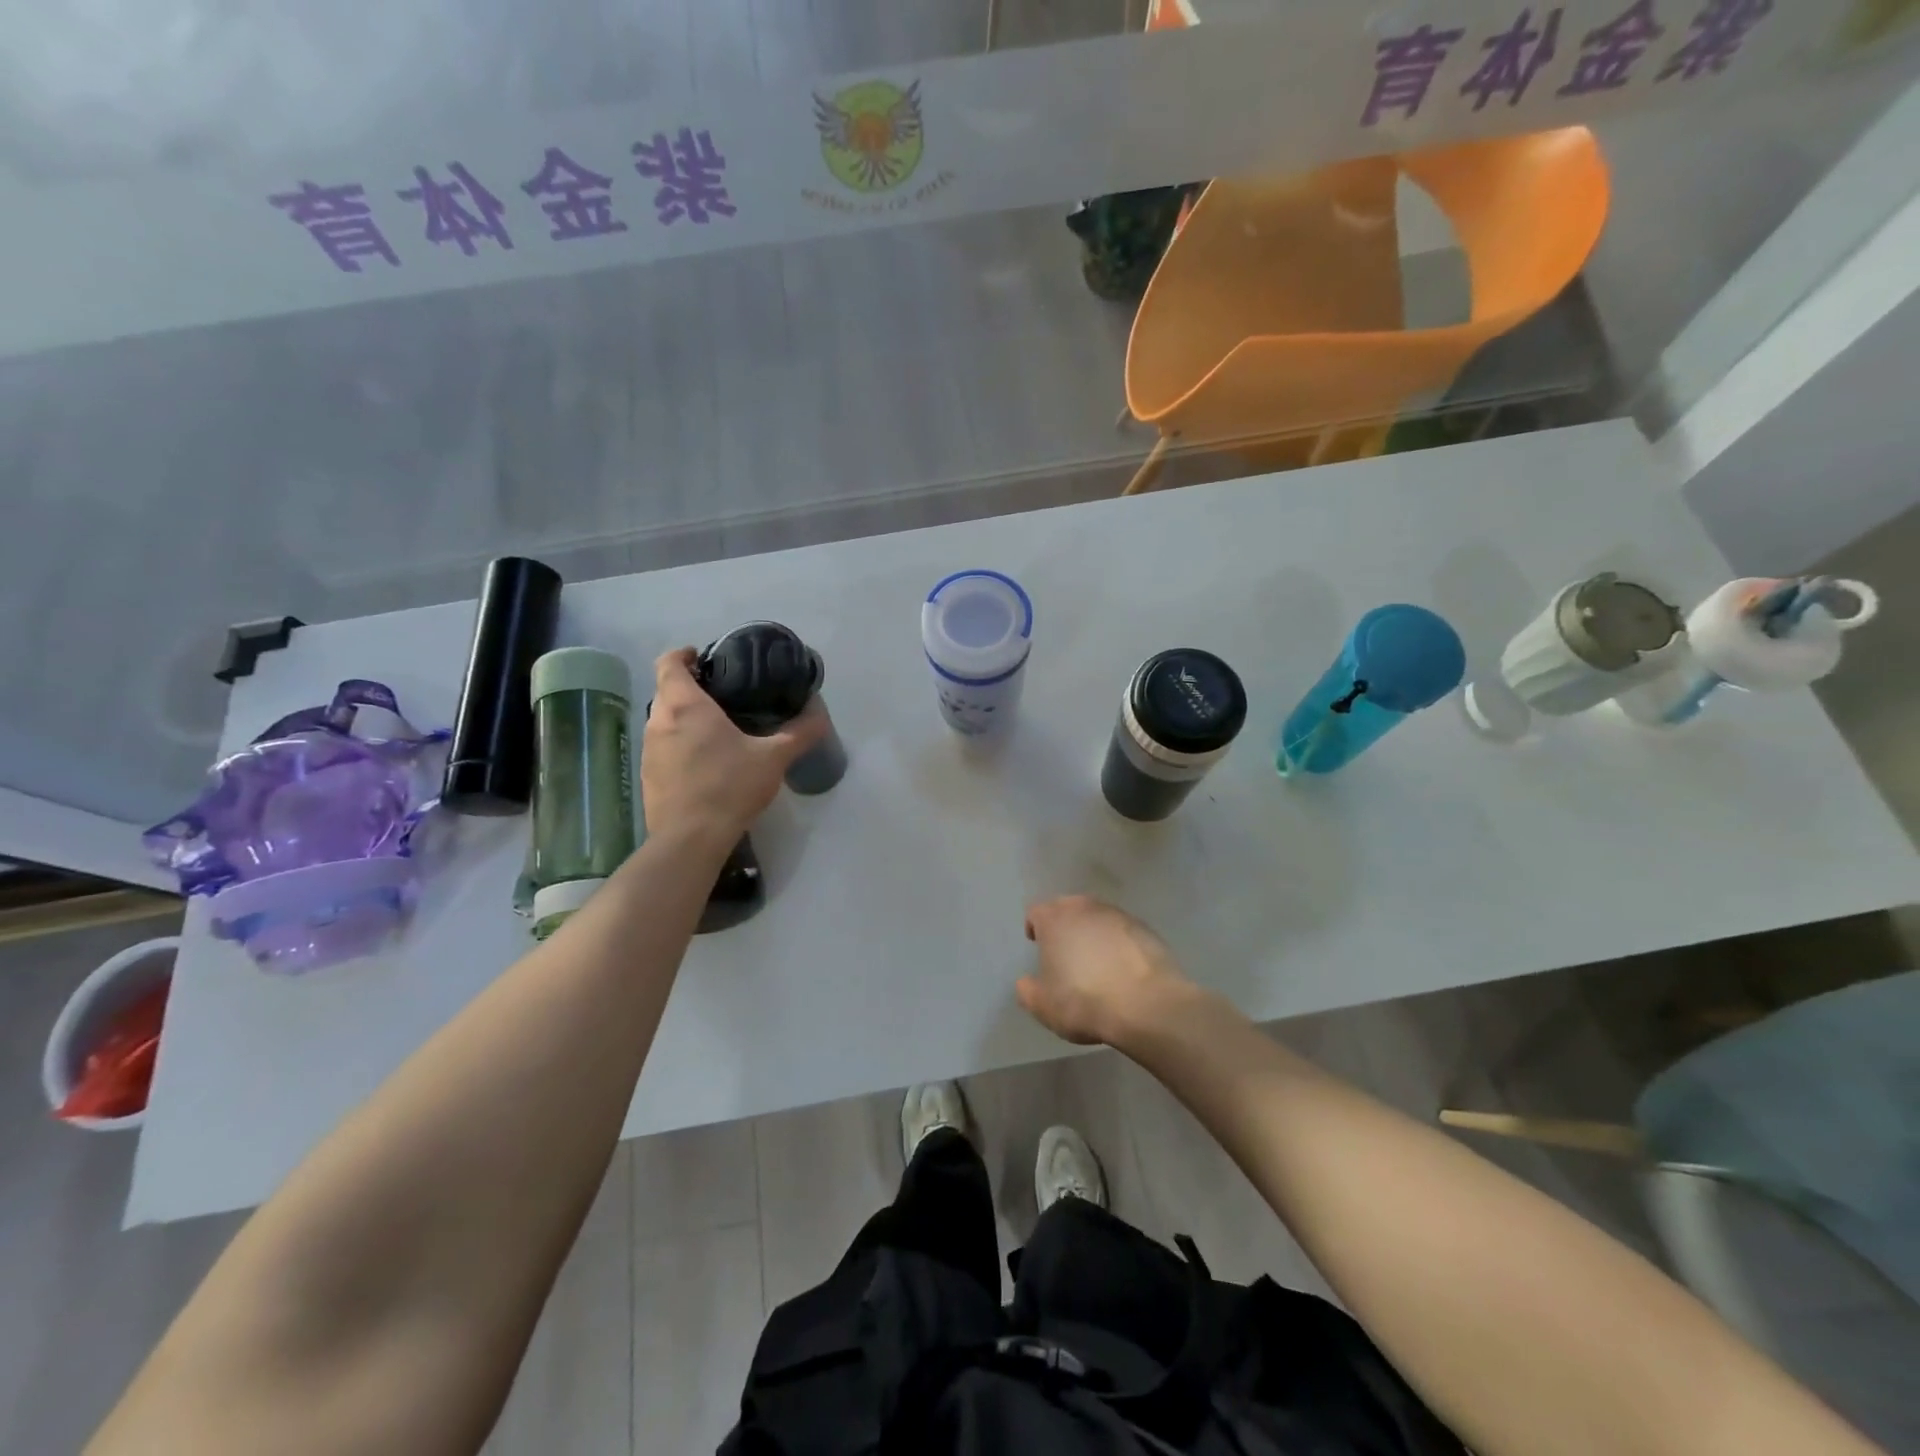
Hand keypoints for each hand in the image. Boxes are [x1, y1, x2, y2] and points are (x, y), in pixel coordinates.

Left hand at [640, 649, 828, 847]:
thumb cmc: (730, 787)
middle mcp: (659, 722)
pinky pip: (662, 748)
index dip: (682, 655)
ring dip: (681, 718)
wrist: (691, 838)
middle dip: (687, 687)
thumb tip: (820, 714)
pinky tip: (703, 763)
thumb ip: (799, 733)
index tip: (701, 657)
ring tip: (713, 729)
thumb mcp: (773, 758)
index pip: (669, 663)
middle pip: (665, 691)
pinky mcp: (647, 777)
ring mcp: (648, 751)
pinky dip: (678, 745)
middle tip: (719, 694)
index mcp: (685, 706)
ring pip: (662, 721)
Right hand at [1017, 896, 1191, 1046]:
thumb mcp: (1043, 1006)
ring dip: (1093, 932)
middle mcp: (1084, 908)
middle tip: (1065, 951)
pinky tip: (1123, 968)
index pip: (1036, 912)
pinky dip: (1119, 943)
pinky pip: (1123, 931)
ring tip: (1097, 960)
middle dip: (1064, 925)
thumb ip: (1028, 990)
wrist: (1146, 1005)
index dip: (1035, 927)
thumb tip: (1026, 982)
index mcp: (1054, 919)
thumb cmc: (1084, 1002)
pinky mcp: (1145, 928)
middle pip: (1068, 908)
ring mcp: (1118, 915)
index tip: (1038, 944)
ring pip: (1097, 917)